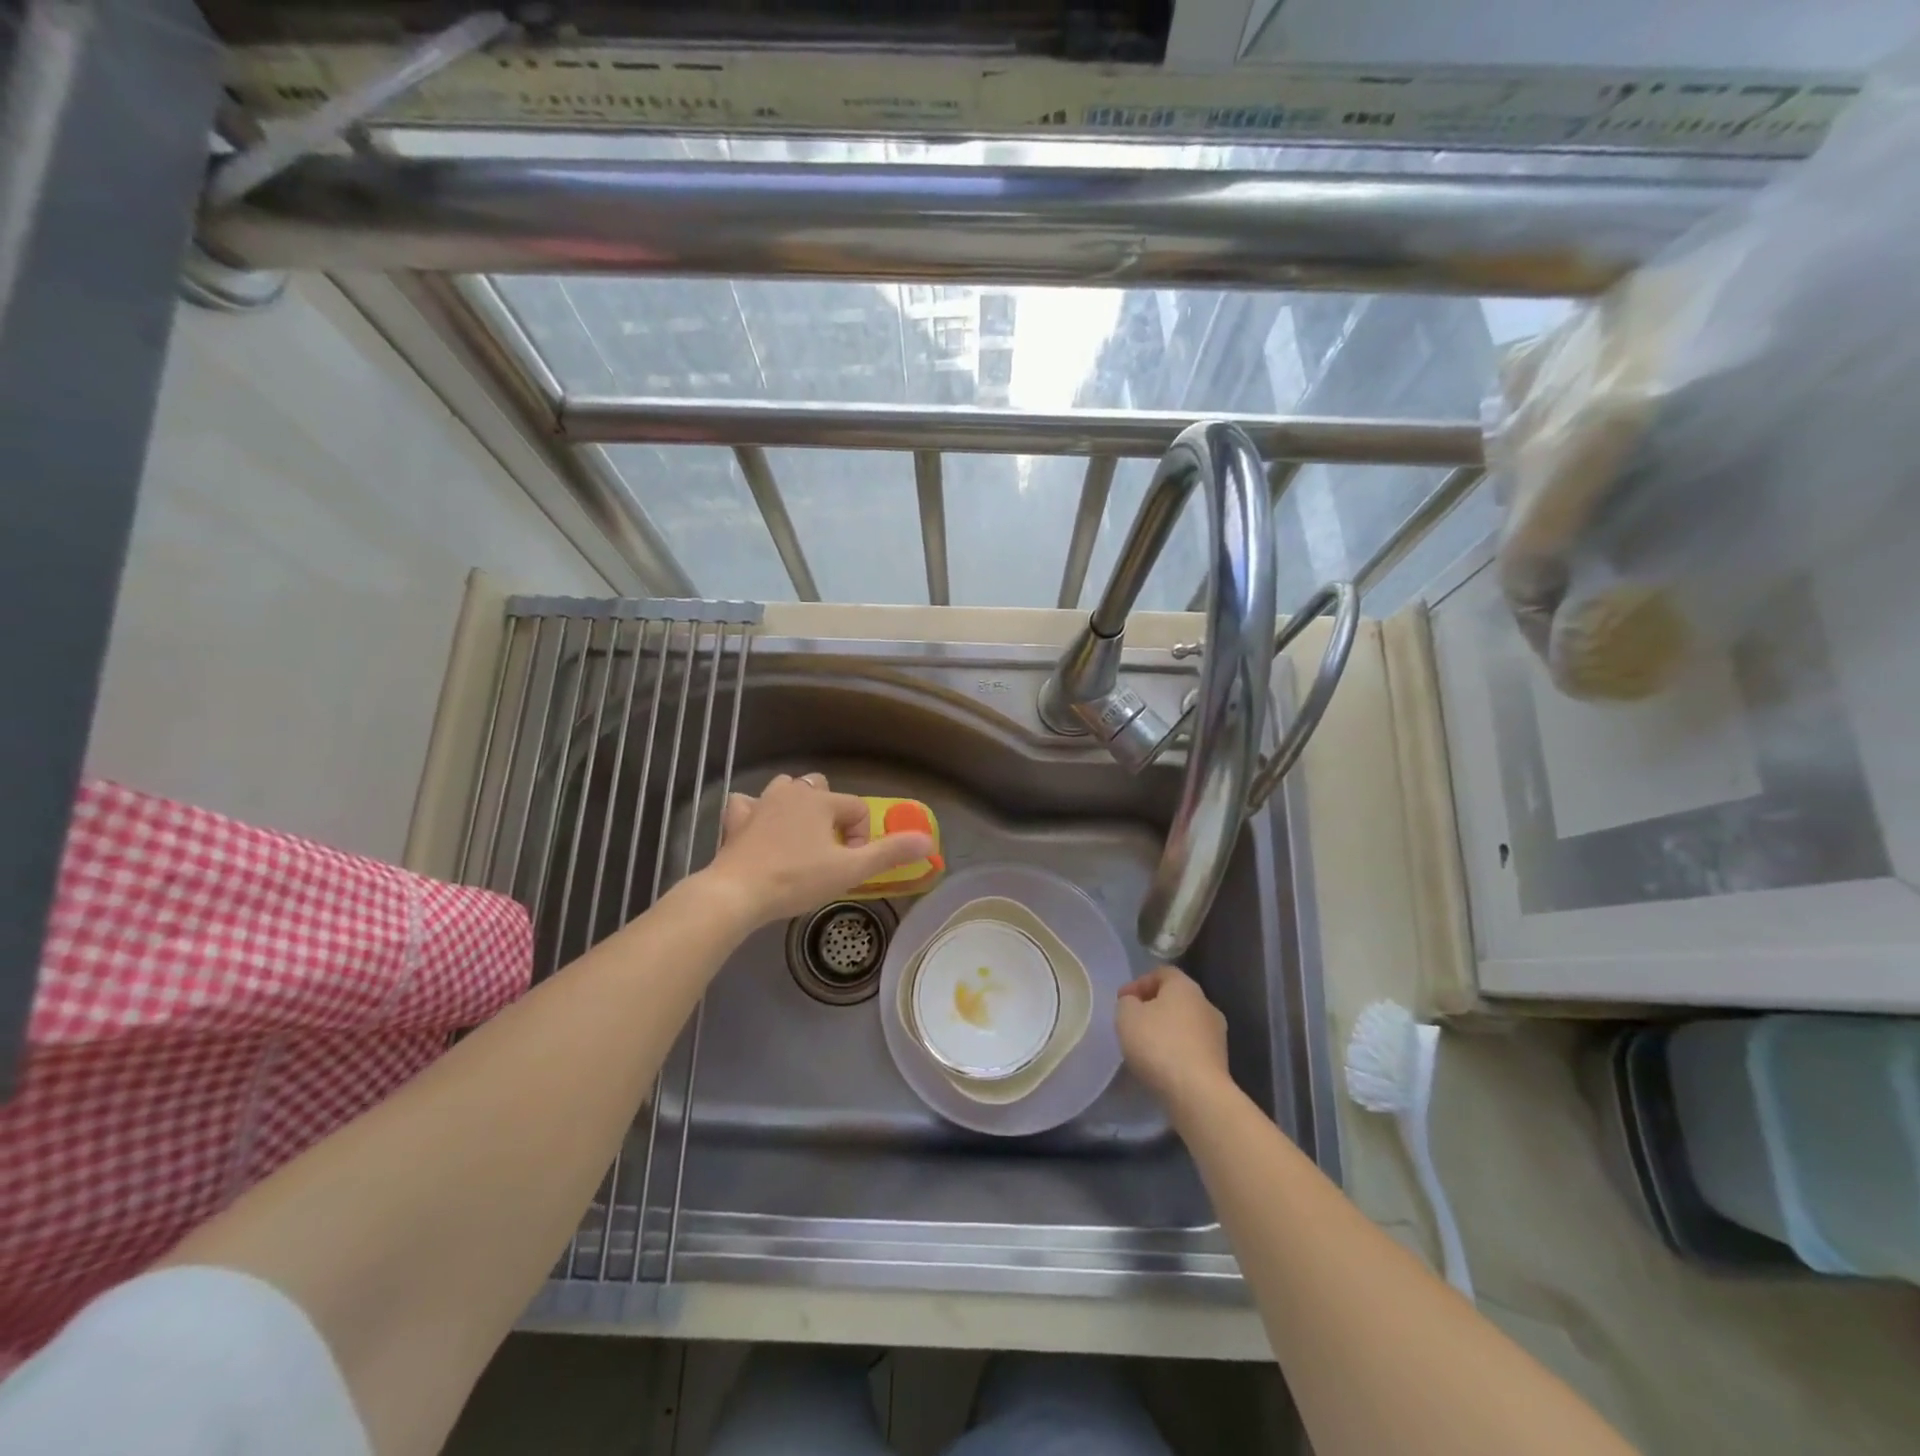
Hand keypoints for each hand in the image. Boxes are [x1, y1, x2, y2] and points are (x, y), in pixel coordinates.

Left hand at [699, 773, 934, 925]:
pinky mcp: (735, 820)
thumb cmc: (796, 879)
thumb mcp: (849, 870)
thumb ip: (889, 853)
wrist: (736, 893)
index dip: (861, 837)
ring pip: (786, 790)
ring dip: (796, 806)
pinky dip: (755, 813)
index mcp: (821, 801)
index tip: (850, 865)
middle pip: (821, 790)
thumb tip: (928, 841)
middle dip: (830, 814)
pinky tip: (758, 830)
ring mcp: (759, 803)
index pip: (857, 809)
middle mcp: (792, 792)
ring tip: (799, 839)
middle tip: (826, 850)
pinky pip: (748, 804)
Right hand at [1116, 965, 1231, 1113]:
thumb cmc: (1158, 1044)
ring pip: (1185, 1024)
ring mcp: (1217, 1035)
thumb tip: (1135, 1003)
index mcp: (1185, 986)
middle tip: (1132, 1022)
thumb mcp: (1126, 1015)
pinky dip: (1176, 1051)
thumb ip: (1127, 1002)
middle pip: (1175, 998)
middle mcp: (1206, 1004)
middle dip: (1153, 1007)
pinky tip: (1161, 1065)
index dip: (1139, 983)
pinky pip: (1191, 1047)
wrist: (1197, 1093)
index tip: (1121, 1000)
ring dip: (1166, 1030)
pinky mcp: (1219, 1062)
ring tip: (1145, 1047)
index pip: (1162, 973)